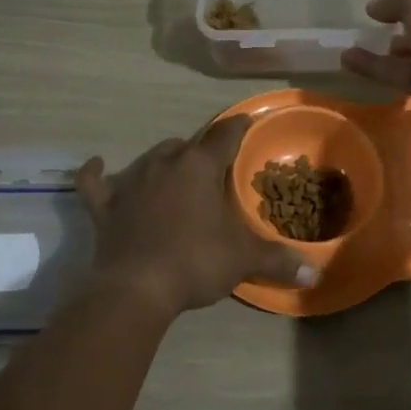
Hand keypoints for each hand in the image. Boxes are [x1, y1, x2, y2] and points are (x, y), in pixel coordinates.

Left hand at [74, 117, 317, 316]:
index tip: (247, 120)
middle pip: (187, 145)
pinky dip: (95, 173)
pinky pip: (95, 183)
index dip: (238, 126)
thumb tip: (315, 271)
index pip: (225, 135)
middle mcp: (165, 164)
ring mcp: (131, 183)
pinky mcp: (105, 206)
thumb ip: (278, 259)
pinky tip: (95, 165)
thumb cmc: (195, 262)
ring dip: (165, 161)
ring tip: (176, 173)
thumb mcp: (242, 259)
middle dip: (202, 151)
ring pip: (151, 158)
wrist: (136, 289)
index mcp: (200, 166)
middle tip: (215, 169)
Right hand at [339, 0, 410, 130]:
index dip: (408, 5)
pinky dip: (374, 69)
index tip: (379, 8)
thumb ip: (395, 3)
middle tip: (363, 29)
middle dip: (396, 31)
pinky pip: (398, 77)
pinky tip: (346, 61)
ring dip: (378, 52)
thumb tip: (372, 7)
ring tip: (346, 45)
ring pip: (406, 57)